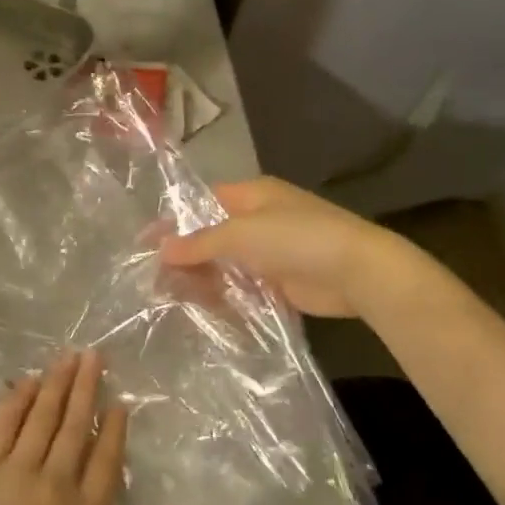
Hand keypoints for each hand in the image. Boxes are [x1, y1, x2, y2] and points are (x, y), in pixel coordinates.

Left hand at [0, 350, 165, 504]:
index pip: (106, 464)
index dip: (114, 431)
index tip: (119, 403)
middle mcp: (56, 487)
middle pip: (76, 428)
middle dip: (87, 389)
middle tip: (94, 355)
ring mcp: (16, 474)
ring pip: (43, 418)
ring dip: (57, 385)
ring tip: (68, 356)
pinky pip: (4, 426)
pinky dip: (17, 401)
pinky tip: (26, 382)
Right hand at [159, 176, 400, 319]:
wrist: (357, 271)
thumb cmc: (297, 238)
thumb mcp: (241, 234)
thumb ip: (200, 243)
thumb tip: (161, 249)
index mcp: (252, 195)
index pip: (203, 203)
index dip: (175, 221)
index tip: (146, 242)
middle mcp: (260, 220)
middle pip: (213, 236)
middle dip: (187, 255)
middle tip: (155, 278)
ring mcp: (272, 252)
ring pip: (227, 264)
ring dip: (203, 279)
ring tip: (171, 297)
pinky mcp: (282, 282)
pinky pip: (244, 288)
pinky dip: (225, 296)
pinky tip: (202, 310)